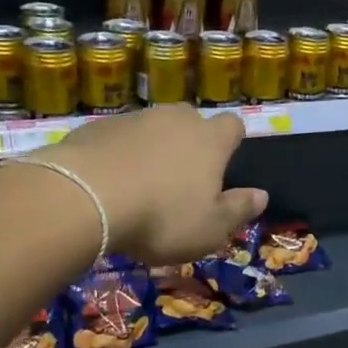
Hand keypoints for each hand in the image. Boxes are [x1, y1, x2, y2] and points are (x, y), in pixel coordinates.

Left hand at [41, 105, 267, 264]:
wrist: (85, 198)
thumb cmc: (161, 217)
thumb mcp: (210, 228)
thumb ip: (239, 210)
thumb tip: (262, 195)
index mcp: (210, 141)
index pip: (233, 125)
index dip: (231, 141)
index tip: (225, 161)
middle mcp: (175, 120)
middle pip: (191, 120)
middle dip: (190, 141)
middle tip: (182, 176)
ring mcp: (133, 119)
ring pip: (152, 127)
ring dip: (152, 147)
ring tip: (141, 182)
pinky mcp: (96, 127)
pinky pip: (117, 137)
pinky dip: (118, 153)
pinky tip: (109, 182)